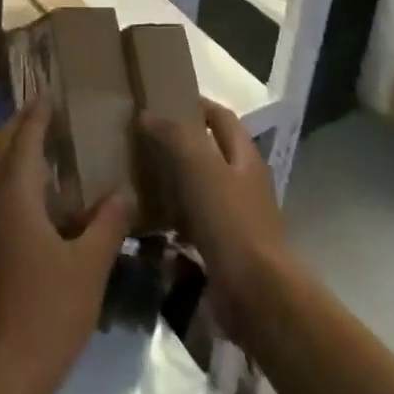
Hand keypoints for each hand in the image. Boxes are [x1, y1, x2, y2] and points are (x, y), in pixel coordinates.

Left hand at [0, 105, 134, 393]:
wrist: (4, 372)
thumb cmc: (48, 312)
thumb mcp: (90, 265)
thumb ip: (108, 222)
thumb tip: (126, 188)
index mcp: (16, 197)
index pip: (23, 138)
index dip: (37, 113)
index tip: (53, 91)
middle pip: (2, 148)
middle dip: (22, 125)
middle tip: (53, 112)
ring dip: (20, 151)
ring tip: (55, 145)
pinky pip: (3, 195)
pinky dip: (21, 179)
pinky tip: (51, 196)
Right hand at [139, 99, 290, 345]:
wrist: (256, 293)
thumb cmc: (230, 220)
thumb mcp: (199, 166)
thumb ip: (174, 135)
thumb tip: (147, 116)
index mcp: (244, 156)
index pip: (221, 117)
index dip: (196, 105)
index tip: (162, 101)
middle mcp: (244, 182)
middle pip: (210, 152)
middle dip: (179, 144)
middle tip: (141, 140)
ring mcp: (236, 217)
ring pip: (199, 188)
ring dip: (173, 182)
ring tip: (137, 176)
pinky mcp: (224, 249)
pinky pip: (193, 224)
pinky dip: (172, 218)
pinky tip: (147, 222)